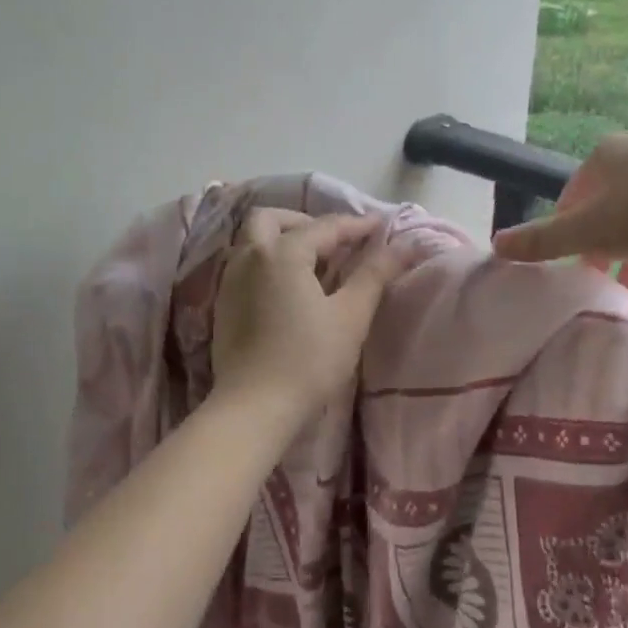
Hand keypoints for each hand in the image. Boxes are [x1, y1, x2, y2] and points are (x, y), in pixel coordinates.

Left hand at [211, 209, 403, 418]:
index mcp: (283, 253)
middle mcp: (250, 257)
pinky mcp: (223, 306)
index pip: (325, 227)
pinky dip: (269, 263)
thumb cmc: (309, 360)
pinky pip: (246, 267)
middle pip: (271, 219)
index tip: (381, 227)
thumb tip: (404, 245)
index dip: (356, 225)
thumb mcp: (350, 316)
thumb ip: (375, 274)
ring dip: (283, 240)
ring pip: (253, 242)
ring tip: (314, 266)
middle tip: (334, 243)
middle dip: (304, 221)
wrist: (255, 407)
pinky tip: (289, 290)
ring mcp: (230, 282)